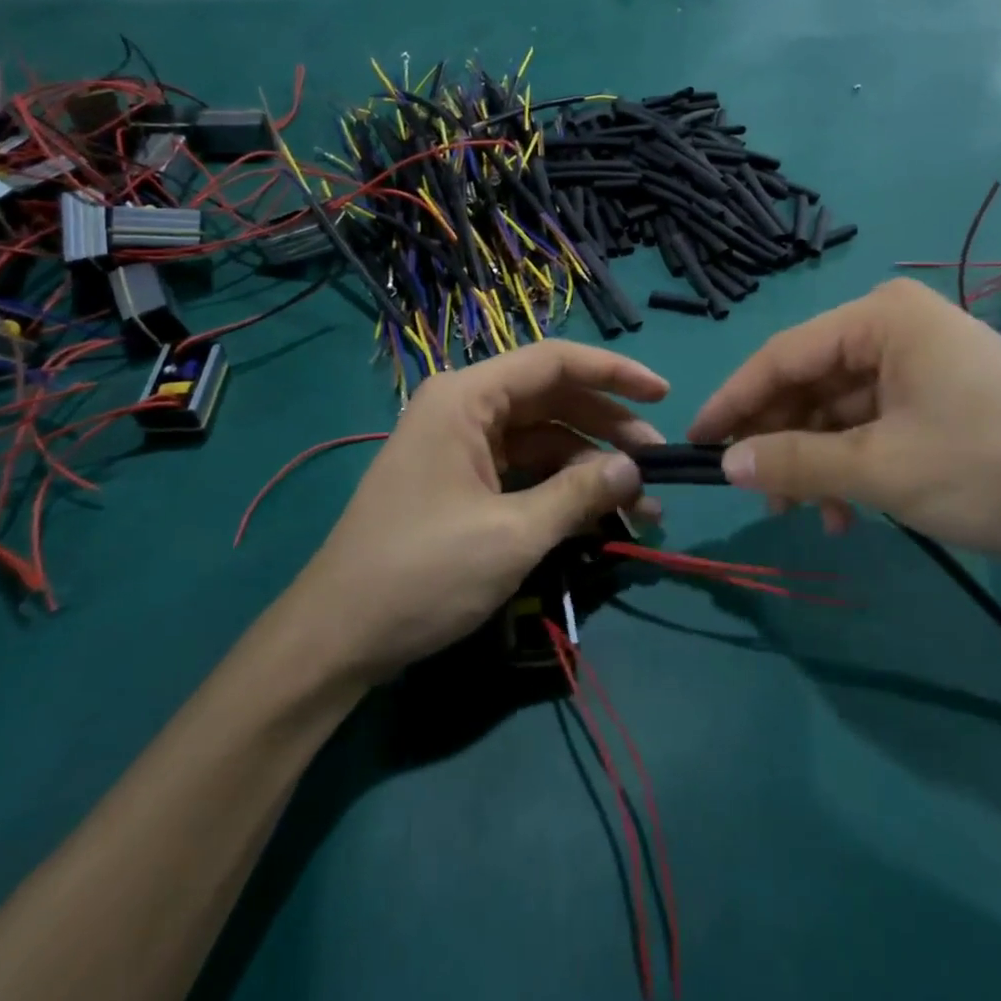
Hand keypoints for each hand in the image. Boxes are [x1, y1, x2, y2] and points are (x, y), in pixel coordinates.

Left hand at [292, 341, 667, 681]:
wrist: (336, 639)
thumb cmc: (421, 573)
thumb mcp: (511, 534)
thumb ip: (578, 495)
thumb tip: (633, 470)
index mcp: (467, 398)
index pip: (554, 362)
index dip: (615, 373)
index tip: (665, 395)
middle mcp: (464, 408)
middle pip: (553, 399)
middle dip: (609, 429)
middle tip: (658, 466)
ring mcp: (461, 445)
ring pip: (543, 438)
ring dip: (590, 467)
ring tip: (640, 505)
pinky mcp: (461, 481)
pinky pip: (524, 469)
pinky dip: (561, 488)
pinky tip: (597, 515)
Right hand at [688, 279, 1000, 565]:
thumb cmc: (991, 468)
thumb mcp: (881, 468)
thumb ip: (795, 463)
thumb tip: (725, 464)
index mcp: (881, 318)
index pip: (783, 355)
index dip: (735, 400)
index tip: (696, 440)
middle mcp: (897, 328)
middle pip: (811, 382)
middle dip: (780, 439)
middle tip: (751, 491)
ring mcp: (922, 365)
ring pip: (840, 410)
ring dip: (816, 461)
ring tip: (804, 513)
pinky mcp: (941, 401)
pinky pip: (874, 426)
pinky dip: (853, 466)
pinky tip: (847, 513)